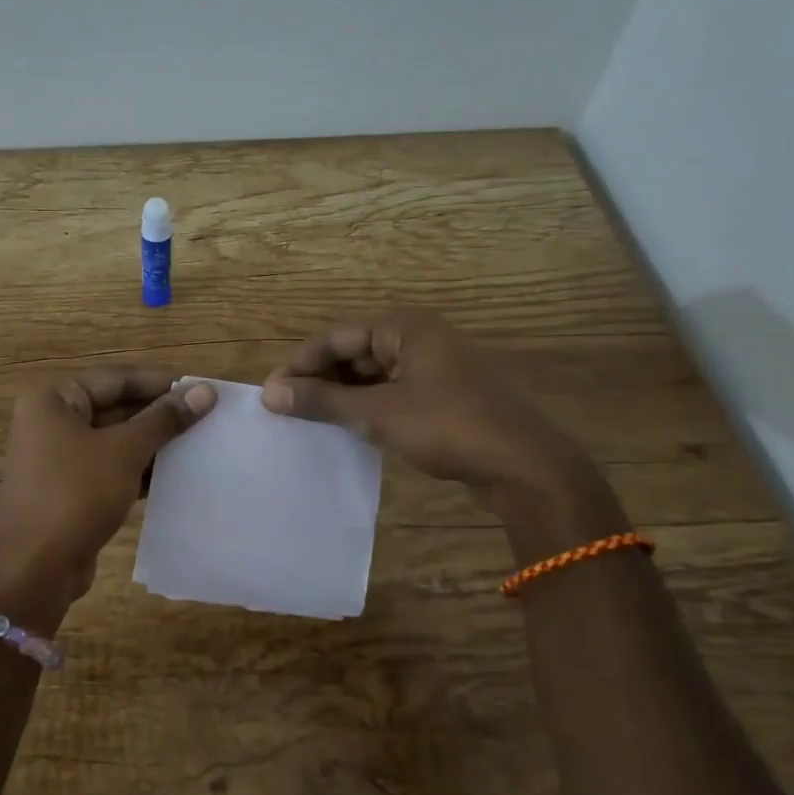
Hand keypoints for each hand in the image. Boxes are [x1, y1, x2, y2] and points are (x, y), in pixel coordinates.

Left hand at [0, 370, 217, 628]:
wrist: (34, 569)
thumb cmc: (75, 495)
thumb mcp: (124, 451)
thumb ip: (164, 419)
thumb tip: (205, 391)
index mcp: (54, 399)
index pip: (117, 379)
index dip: (161, 383)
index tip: (204, 388)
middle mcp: (52, 421)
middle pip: (116, 407)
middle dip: (160, 414)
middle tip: (209, 416)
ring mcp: (60, 458)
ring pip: (116, 440)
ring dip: (154, 443)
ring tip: (203, 443)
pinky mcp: (71, 489)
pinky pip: (112, 468)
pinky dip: (140, 469)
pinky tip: (179, 475)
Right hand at [262, 309, 610, 518]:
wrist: (523, 466)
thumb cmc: (447, 426)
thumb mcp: (378, 413)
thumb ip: (322, 402)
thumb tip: (270, 394)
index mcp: (404, 327)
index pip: (336, 336)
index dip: (300, 363)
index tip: (271, 392)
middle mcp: (418, 338)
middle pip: (354, 351)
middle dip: (319, 378)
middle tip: (287, 408)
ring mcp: (434, 367)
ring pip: (372, 373)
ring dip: (341, 394)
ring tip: (309, 419)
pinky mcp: (442, 395)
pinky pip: (391, 391)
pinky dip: (366, 406)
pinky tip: (346, 426)